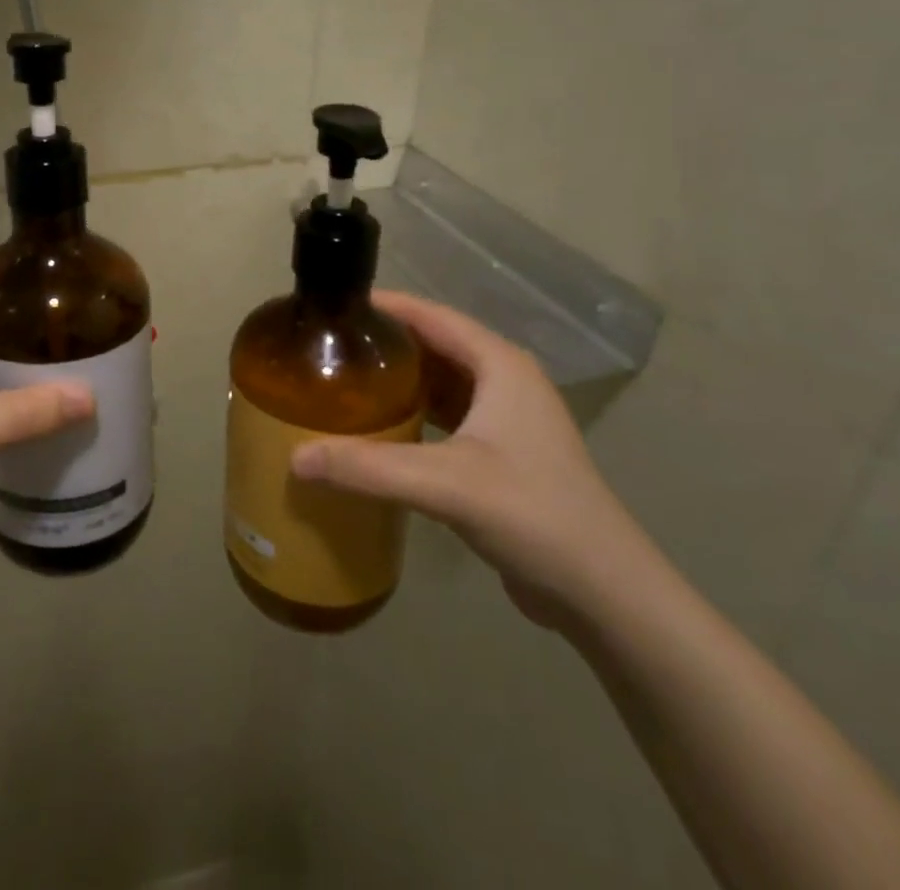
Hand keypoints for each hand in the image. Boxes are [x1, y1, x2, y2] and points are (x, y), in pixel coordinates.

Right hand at [291, 290, 659, 629]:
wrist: (605, 594)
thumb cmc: (534, 515)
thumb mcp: (446, 485)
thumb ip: (369, 467)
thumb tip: (294, 458)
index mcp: (500, 364)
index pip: (432, 315)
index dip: (384, 306)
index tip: (333, 306)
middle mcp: (505, 380)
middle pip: (433, 344)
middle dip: (384, 343)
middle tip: (327, 347)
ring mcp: (507, 418)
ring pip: (440, 381)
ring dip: (398, 379)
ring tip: (343, 381)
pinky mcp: (502, 452)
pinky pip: (446, 414)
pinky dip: (413, 413)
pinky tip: (378, 428)